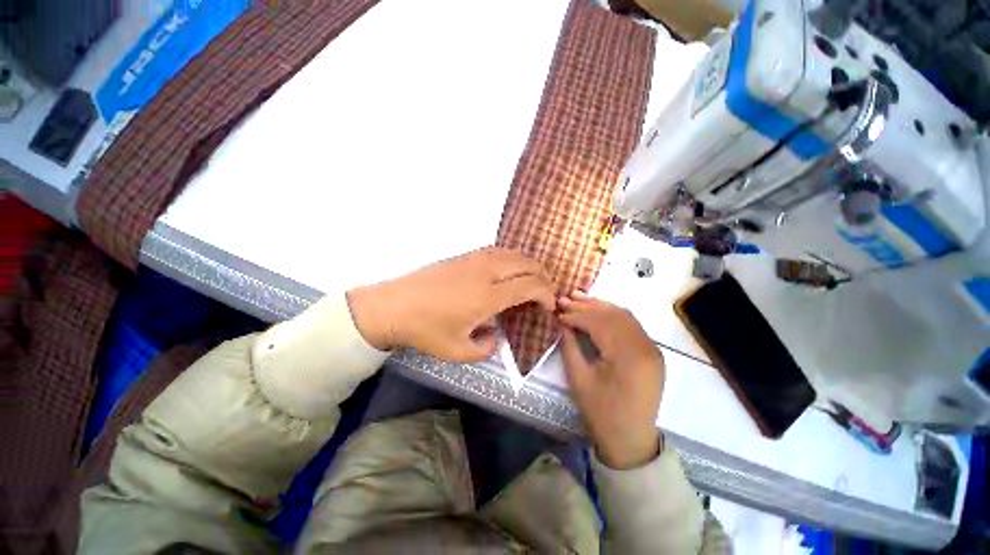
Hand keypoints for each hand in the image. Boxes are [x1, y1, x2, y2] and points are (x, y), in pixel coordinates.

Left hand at [347, 247, 555, 361]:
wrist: (394, 305)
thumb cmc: (426, 330)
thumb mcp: (458, 351)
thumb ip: (486, 348)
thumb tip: (495, 337)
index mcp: (489, 295)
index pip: (530, 285)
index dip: (547, 294)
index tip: (549, 307)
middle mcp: (487, 271)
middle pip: (527, 264)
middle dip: (544, 278)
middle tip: (545, 294)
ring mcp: (475, 259)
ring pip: (514, 253)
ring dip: (529, 265)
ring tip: (532, 280)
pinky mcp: (465, 255)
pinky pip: (498, 250)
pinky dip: (512, 258)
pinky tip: (509, 269)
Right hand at [558, 293, 663, 469]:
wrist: (631, 441)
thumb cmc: (601, 413)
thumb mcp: (578, 380)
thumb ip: (570, 346)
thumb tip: (562, 322)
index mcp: (628, 357)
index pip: (599, 324)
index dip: (576, 315)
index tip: (557, 311)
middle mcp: (646, 347)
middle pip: (613, 315)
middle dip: (586, 305)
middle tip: (565, 298)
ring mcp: (652, 349)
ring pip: (624, 316)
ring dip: (600, 306)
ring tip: (578, 297)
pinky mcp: (651, 352)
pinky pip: (631, 325)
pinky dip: (612, 315)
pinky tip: (597, 310)